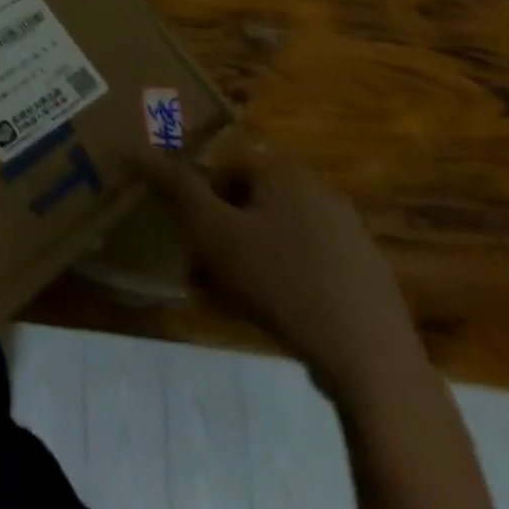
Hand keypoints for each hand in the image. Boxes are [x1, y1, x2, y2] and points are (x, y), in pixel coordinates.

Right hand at [137, 150, 426, 399]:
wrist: (371, 359)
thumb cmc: (280, 283)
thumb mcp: (213, 233)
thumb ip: (176, 189)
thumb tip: (137, 150)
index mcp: (283, 172)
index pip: (225, 168)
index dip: (200, 200)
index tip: (191, 238)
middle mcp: (319, 190)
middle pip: (253, 201)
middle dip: (225, 232)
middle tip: (206, 271)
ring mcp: (350, 232)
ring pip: (280, 234)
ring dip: (252, 257)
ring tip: (236, 299)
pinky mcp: (367, 273)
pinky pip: (311, 263)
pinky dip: (288, 278)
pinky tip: (279, 314)